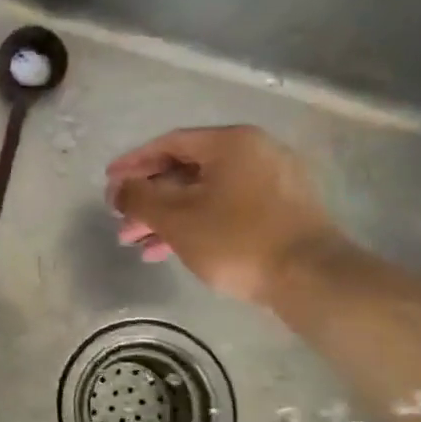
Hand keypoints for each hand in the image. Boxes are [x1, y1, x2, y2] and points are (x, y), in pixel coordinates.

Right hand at [106, 126, 345, 305]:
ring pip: (205, 193)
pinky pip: (226, 208)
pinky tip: (169, 250)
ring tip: (138, 244)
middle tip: (122, 221)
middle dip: (149, 198)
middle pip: (186, 170)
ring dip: (168, 217)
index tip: (109, 182)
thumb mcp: (176, 218)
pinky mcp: (281, 211)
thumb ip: (139, 197)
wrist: (311, 278)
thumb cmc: (236, 239)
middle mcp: (254, 153)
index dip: (133, 163)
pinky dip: (196, 224)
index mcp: (231, 142)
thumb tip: (118, 188)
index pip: (169, 144)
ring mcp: (272, 182)